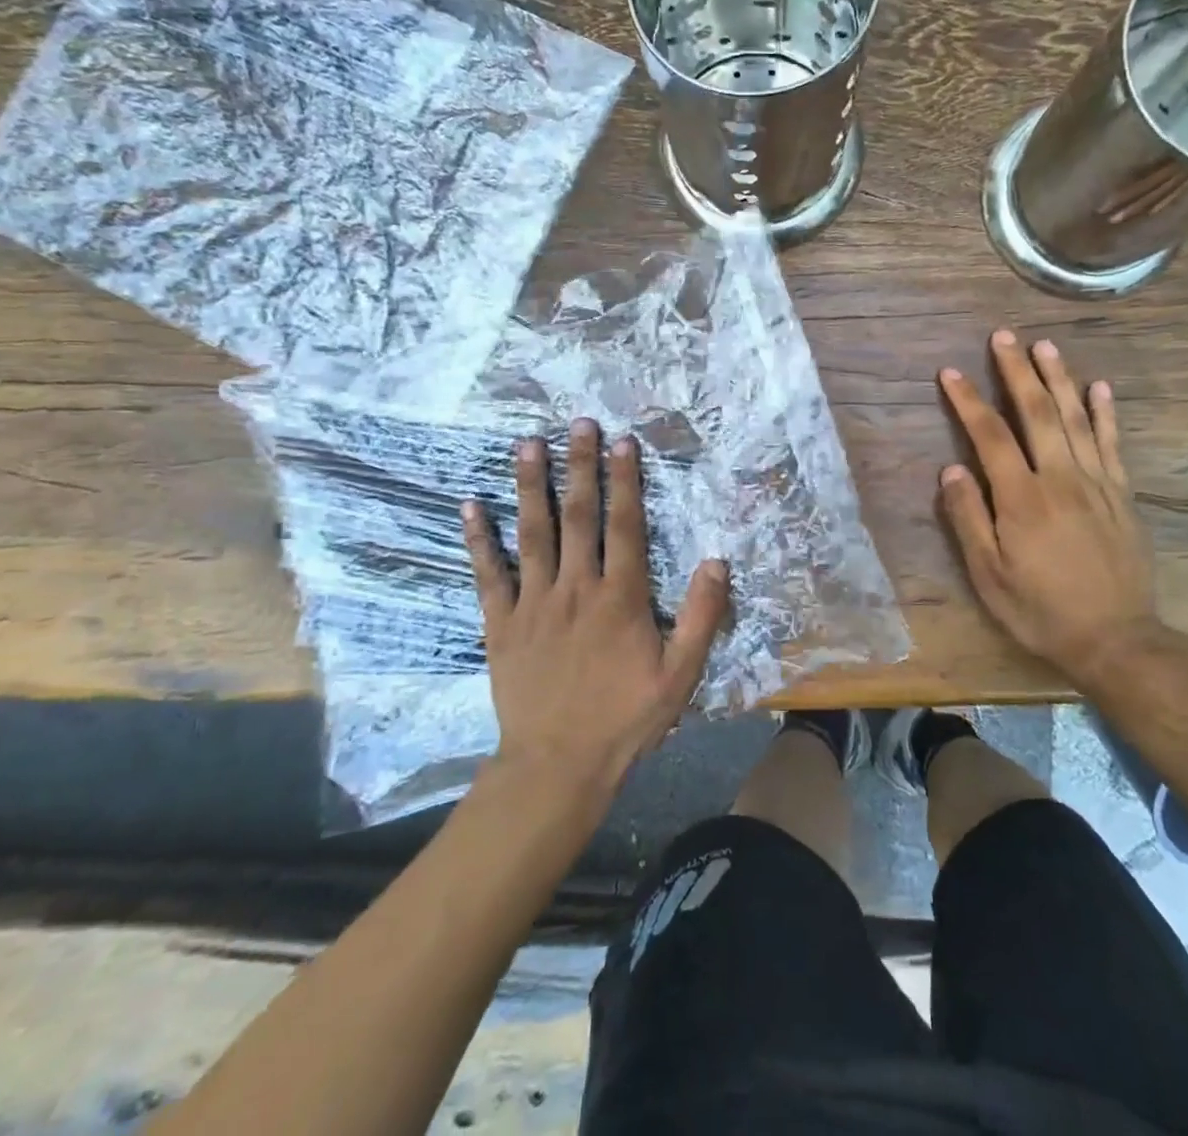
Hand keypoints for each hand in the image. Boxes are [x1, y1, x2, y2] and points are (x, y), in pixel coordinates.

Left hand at [462, 420, 729, 796]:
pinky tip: (471, 505)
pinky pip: (488, 574)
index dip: (625, 481)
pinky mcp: (501, 623)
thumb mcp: (680, 675)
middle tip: (579, 424)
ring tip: (527, 444)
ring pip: (532, 533)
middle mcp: (575, 587)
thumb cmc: (624, 718)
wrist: (557, 764)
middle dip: (580, 466)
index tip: (623, 442)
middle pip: (578, 516)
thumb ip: (702, 616)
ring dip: (531, 486)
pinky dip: (478, 539)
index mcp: (620, 598)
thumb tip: (716, 560)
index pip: (625, 525)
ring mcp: (533, 602)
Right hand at [938, 330, 1158, 688]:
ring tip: (1045, 346)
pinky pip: (1113, 444)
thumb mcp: (989, 576)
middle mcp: (1061, 479)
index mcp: (1022, 499)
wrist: (1115, 639)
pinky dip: (1105, 413)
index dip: (968, 401)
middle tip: (1003, 337)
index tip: (950, 372)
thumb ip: (968, 518)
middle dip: (1016, 372)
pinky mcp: (1122, 494)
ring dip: (1059, 379)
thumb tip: (951, 469)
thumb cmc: (1040, 610)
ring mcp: (1097, 483)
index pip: (990, 436)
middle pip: (1037, 413)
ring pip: (1076, 419)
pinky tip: (1099, 387)